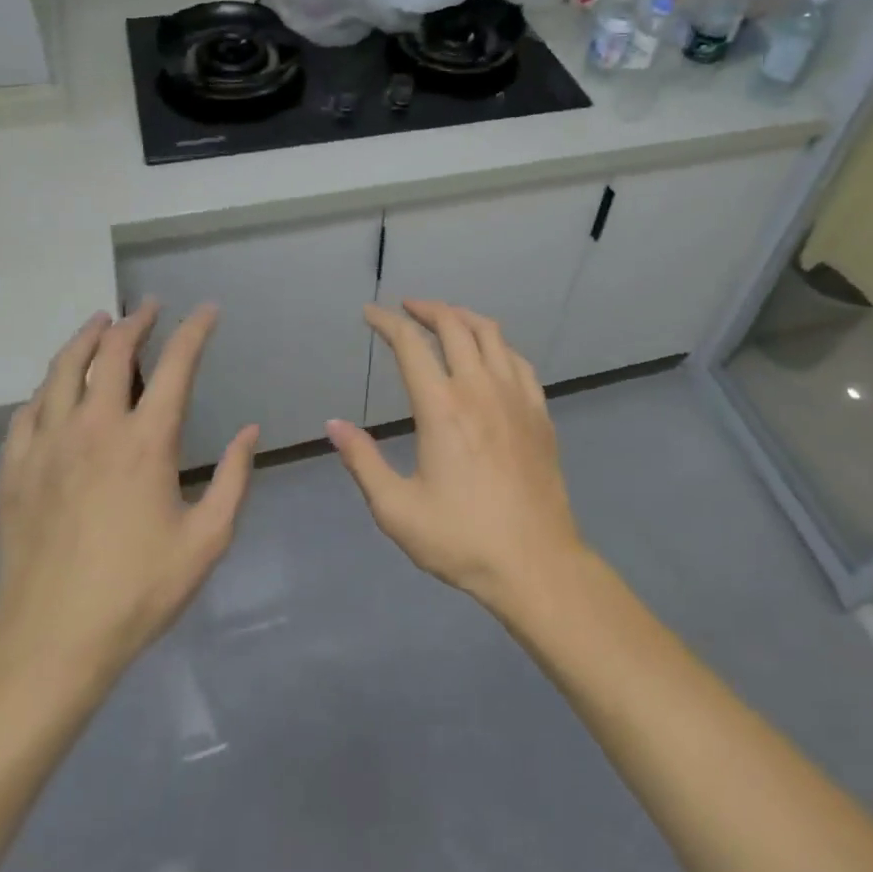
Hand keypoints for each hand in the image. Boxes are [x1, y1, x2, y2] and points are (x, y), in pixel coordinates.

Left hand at [0, 301, 256, 708]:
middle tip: (150, 306)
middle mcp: (94, 429)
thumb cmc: (139, 591)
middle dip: (135, 321)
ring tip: (99, 322)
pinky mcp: (14, 471)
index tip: (207, 310)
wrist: (52, 642)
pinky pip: (27, 412)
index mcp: (146, 442)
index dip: (194, 330)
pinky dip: (47, 388)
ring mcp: (47, 447)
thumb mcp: (207, 539)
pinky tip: (54, 388)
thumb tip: (249, 433)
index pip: (175, 365)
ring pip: (62, 371)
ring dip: (85, 339)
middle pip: (112, 354)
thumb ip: (234, 479)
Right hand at [328, 300, 585, 611]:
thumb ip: (363, 462)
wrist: (535, 563)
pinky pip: (518, 360)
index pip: (410, 345)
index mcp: (441, 407)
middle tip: (407, 308)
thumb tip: (333, 425)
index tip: (370, 313)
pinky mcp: (539, 412)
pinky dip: (497, 344)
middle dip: (427, 309)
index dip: (387, 322)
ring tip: (446, 319)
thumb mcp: (397, 509)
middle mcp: (479, 388)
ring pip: (491, 334)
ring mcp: (515, 396)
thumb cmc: (461, 538)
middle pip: (454, 326)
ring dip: (464, 317)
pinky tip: (490, 354)